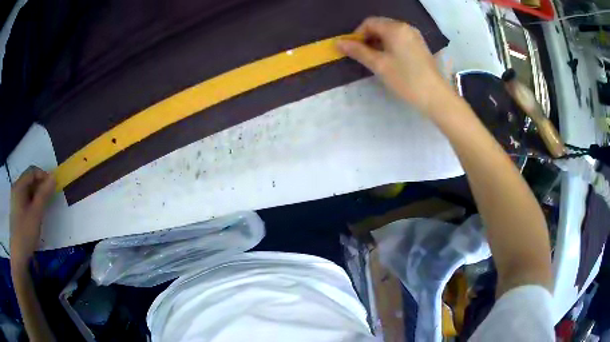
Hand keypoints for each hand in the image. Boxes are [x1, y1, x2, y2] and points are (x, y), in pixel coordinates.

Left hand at [10, 166, 55, 268]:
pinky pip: (26, 200)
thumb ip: (44, 194)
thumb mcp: (36, 213)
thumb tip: (54, 177)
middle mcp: (16, 189)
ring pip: (28, 191)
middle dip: (41, 186)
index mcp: (19, 186)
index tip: (53, 186)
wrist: (18, 255)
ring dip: (37, 195)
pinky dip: (33, 203)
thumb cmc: (26, 232)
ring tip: (44, 207)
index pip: (32, 171)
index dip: (43, 175)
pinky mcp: (17, 211)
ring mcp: (16, 200)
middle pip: (29, 180)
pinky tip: (37, 214)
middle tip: (50, 197)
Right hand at [337, 17, 453, 112]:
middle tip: (364, 56)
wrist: (435, 96)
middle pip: (380, 26)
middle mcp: (406, 27)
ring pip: (390, 33)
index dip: (357, 34)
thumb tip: (339, 43)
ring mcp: (415, 36)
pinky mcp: (419, 45)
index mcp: (395, 28)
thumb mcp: (379, 65)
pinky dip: (390, 46)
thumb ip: (358, 51)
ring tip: (376, 60)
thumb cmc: (406, 79)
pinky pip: (399, 39)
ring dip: (378, 42)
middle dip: (368, 38)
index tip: (354, 50)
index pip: (369, 23)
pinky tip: (390, 60)